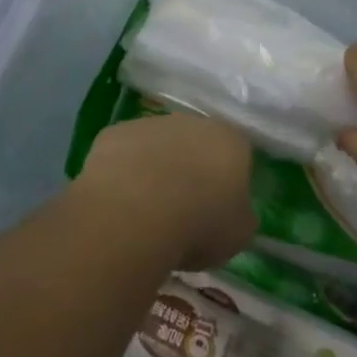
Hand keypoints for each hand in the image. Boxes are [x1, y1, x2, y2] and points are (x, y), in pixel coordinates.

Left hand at [75, 114, 256, 270]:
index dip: (229, 180)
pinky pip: (125, 152)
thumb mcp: (238, 234)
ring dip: (157, 168)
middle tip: (184, 207)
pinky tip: (120, 201)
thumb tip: (236, 212)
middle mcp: (192, 122)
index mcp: (230, 141)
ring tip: (148, 209)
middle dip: (192, 168)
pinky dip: (125, 171)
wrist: (136, 211)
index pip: (237, 153)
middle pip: (196, 143)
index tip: (221, 208)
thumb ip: (241, 217)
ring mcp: (151, 123)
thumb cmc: (199, 223)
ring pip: (159, 145)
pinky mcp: (115, 133)